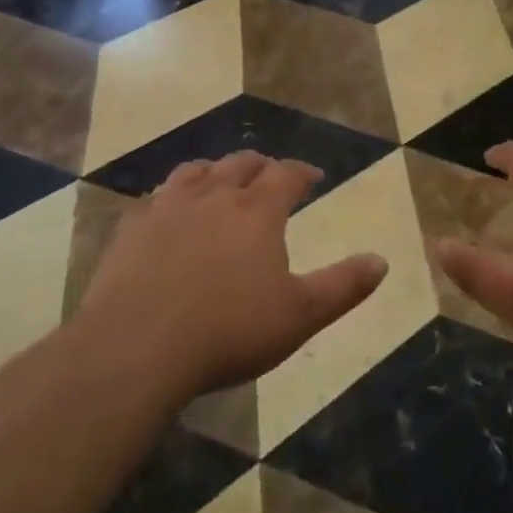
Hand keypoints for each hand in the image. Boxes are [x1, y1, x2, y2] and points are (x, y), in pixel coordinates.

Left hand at [77, 151, 388, 404]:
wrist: (136, 348)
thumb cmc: (228, 331)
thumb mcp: (299, 315)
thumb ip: (343, 286)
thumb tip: (382, 261)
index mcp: (257, 212)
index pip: (286, 175)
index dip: (302, 172)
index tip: (314, 176)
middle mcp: (214, 197)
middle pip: (240, 164)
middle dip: (260, 166)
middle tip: (270, 173)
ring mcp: (167, 208)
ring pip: (195, 172)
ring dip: (214, 171)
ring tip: (220, 179)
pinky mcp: (131, 229)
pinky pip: (154, 198)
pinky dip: (169, 197)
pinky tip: (167, 211)